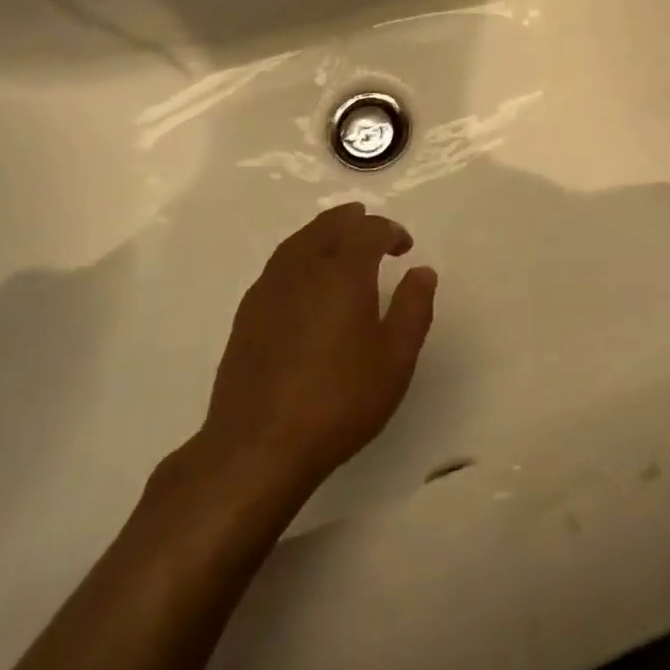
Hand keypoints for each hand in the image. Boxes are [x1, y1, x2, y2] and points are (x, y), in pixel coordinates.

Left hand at [192, 203, 437, 496]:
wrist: (257, 447)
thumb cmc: (338, 399)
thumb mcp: (396, 357)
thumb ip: (414, 307)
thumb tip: (422, 271)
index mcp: (343, 271)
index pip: (369, 230)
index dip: (390, 231)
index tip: (404, 247)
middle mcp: (304, 267)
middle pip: (328, 225)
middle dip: (353, 222)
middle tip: (372, 232)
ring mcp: (269, 289)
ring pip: (299, 241)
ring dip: (324, 235)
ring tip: (340, 248)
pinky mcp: (247, 315)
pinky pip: (279, 266)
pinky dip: (300, 257)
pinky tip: (306, 283)